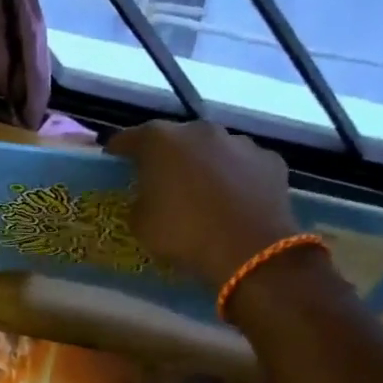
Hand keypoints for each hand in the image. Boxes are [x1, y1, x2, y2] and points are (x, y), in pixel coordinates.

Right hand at [107, 120, 297, 285]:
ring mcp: (239, 142)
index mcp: (160, 141)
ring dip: (203, 164)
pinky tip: (234, 200)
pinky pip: (243, 166)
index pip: (128, 139)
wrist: (250, 251)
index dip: (118, 151)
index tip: (113, 162)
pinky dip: (236, 177)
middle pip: (174, 139)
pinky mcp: (269, 160)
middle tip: (160, 180)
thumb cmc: (184, 234)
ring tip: (202, 192)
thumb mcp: (141, 224)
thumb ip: (139, 201)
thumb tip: (148, 198)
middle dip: (165, 156)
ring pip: (212, 149)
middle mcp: (199, 130)